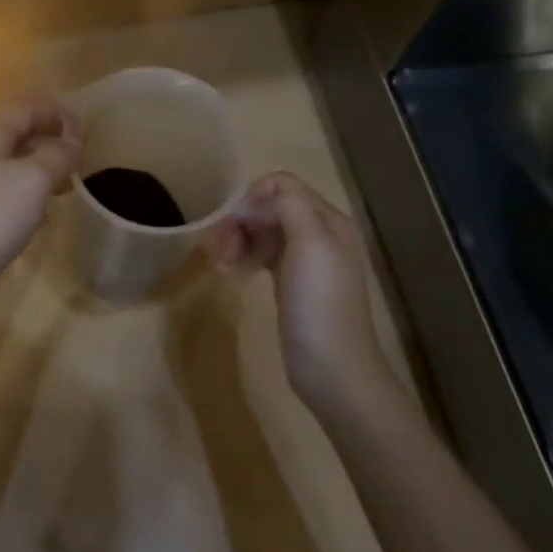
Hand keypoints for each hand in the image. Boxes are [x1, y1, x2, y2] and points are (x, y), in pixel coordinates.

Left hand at [0, 98, 80, 298]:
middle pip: (15, 136)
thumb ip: (57, 155)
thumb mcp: (33, 180)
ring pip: (7, 167)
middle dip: (49, 143)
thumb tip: (70, 139)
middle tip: (78, 161)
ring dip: (38, 172)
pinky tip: (35, 218)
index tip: (86, 128)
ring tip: (63, 189)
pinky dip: (22, 197)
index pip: (26, 109)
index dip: (57, 113)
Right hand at [209, 172, 392, 412]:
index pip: (282, 184)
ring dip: (238, 240)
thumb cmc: (319, 302)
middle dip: (241, 221)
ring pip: (262, 231)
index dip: (253, 198)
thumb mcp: (311, 242)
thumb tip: (256, 200)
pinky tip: (231, 273)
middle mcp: (318, 232)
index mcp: (327, 218)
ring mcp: (304, 258)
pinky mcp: (289, 281)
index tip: (234, 225)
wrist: (332, 366)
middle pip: (269, 207)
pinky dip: (243, 257)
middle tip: (221, 250)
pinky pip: (262, 254)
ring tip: (222, 266)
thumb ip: (288, 206)